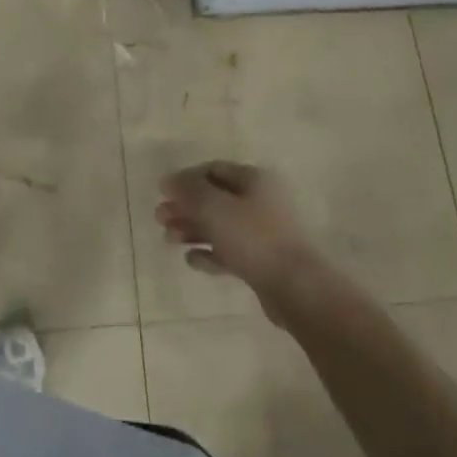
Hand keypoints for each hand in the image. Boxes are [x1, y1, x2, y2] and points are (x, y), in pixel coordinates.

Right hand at [157, 161, 324, 312]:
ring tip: (169, 240)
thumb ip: (188, 190)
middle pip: (215, 199)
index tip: (162, 193)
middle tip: (160, 219)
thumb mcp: (214, 207)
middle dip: (185, 207)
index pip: (213, 169)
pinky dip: (209, 253)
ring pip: (220, 226)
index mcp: (254, 180)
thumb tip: (168, 180)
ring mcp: (262, 232)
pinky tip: (191, 260)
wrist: (296, 287)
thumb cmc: (253, 238)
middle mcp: (260, 201)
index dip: (185, 179)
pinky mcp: (262, 260)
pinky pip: (229, 251)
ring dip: (192, 230)